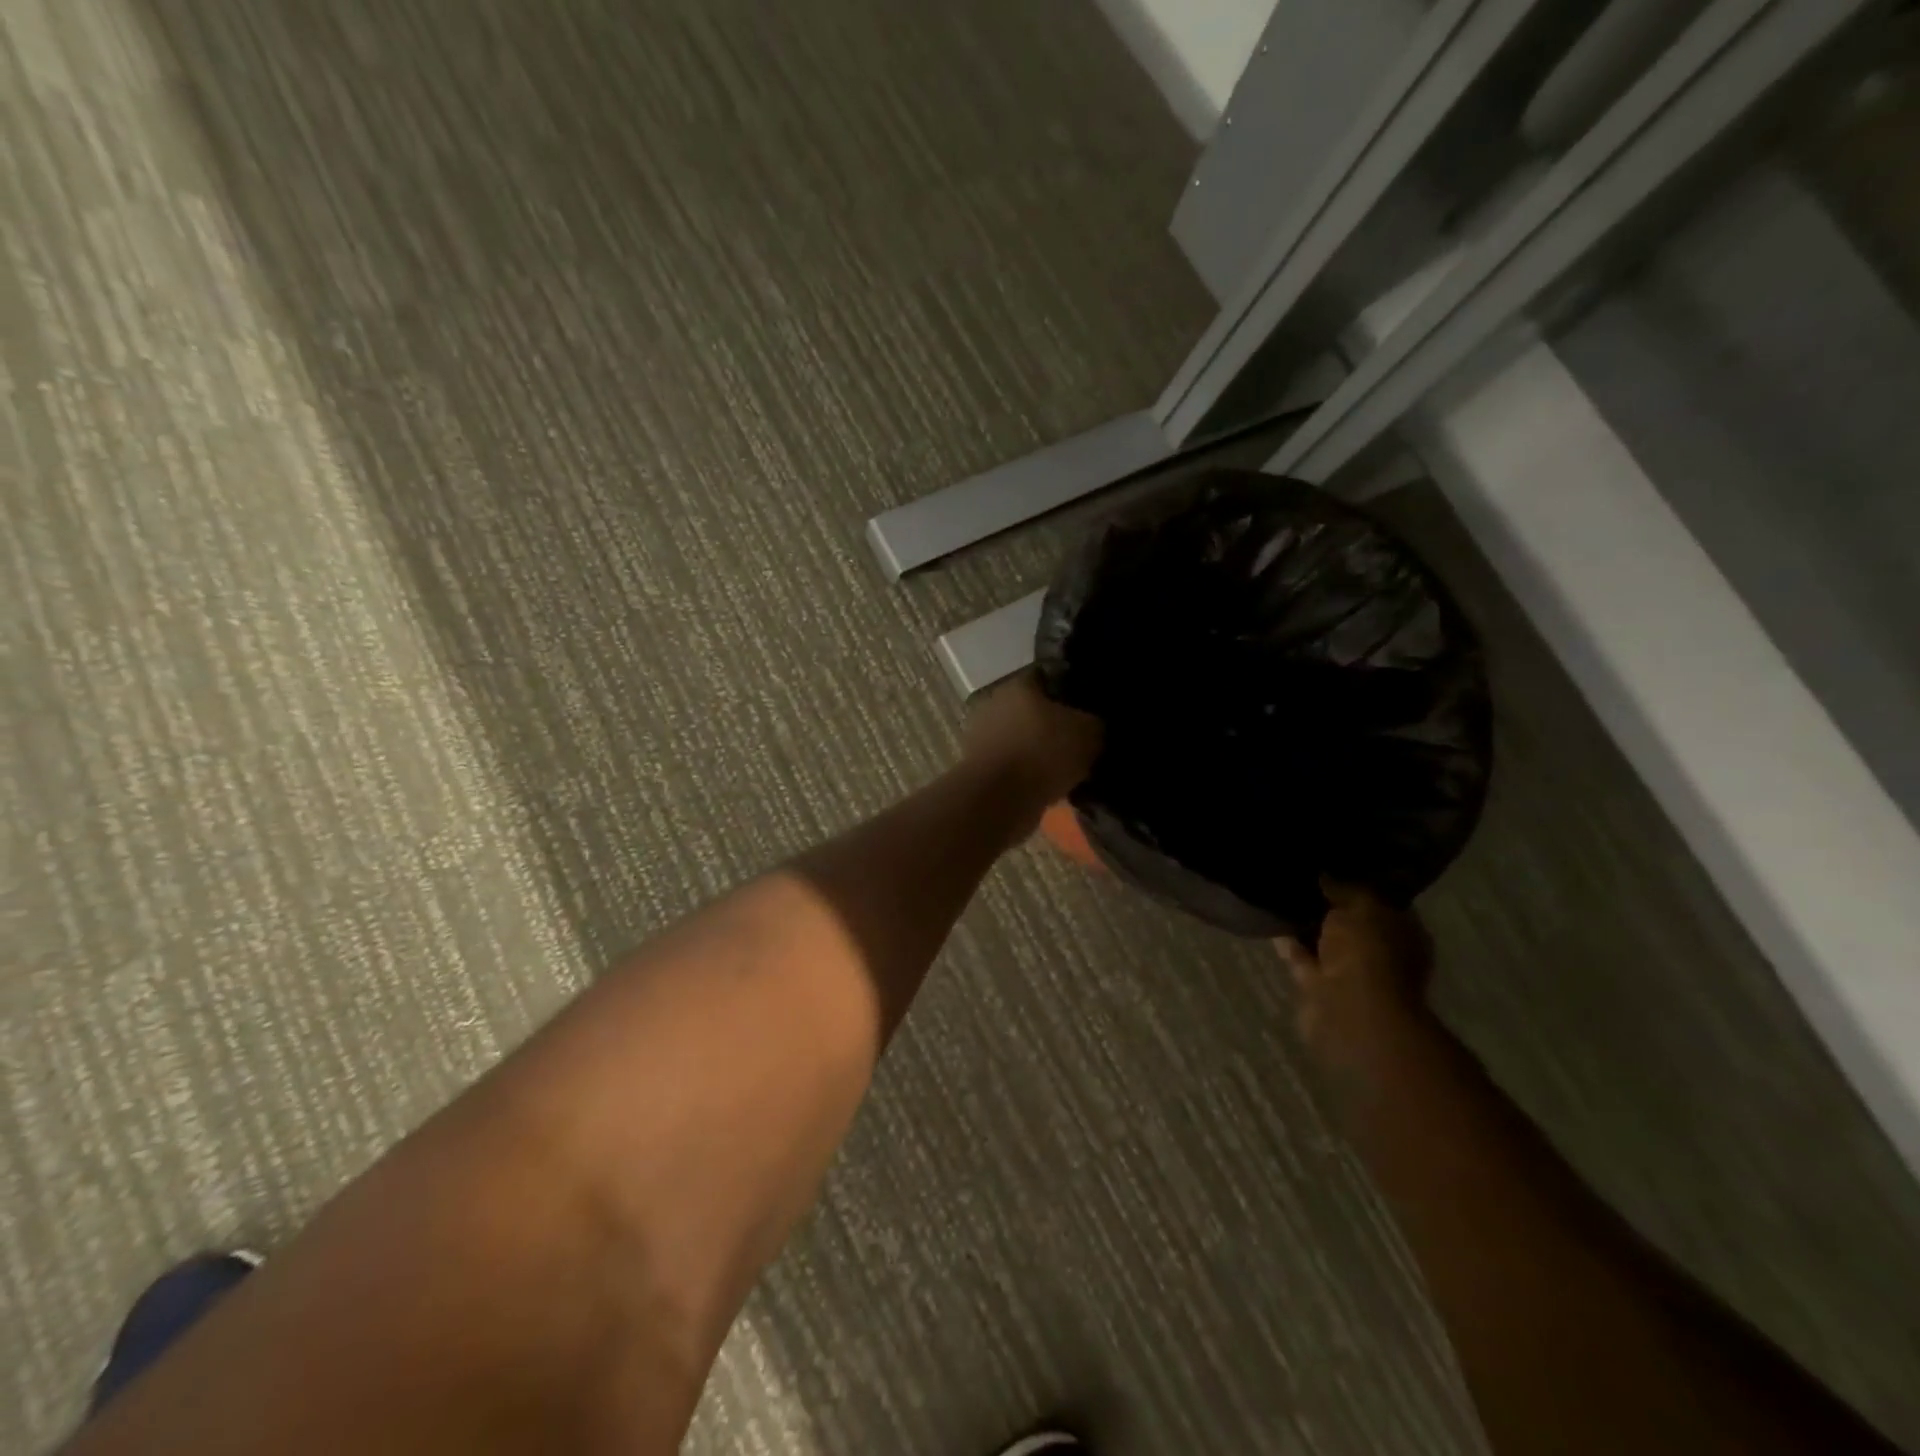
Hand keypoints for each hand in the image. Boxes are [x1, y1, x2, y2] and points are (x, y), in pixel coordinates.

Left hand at [962, 672, 1102, 808]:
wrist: (998, 800)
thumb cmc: (1043, 753)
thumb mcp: (1088, 733)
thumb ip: (1094, 723)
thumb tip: (1094, 726)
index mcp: (1017, 685)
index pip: (1048, 677)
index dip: (1070, 691)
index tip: (1088, 709)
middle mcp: (994, 705)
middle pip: (1032, 710)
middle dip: (1054, 725)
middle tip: (1079, 742)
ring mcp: (981, 737)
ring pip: (1021, 740)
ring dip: (1040, 753)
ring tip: (1067, 770)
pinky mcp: (978, 769)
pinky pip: (1012, 766)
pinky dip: (1028, 775)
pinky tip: (1049, 788)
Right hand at [1278, 881, 1432, 1086]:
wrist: (1350, 1012)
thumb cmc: (1370, 954)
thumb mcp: (1362, 907)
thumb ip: (1345, 888)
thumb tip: (1326, 875)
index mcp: (1403, 933)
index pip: (1381, 901)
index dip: (1358, 883)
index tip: (1332, 865)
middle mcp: (1381, 953)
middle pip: (1352, 922)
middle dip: (1330, 905)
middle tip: (1301, 877)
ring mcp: (1350, 973)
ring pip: (1325, 942)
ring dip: (1306, 925)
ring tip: (1280, 894)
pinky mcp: (1320, 986)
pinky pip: (1302, 957)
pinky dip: (1289, 942)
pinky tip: (1270, 920)